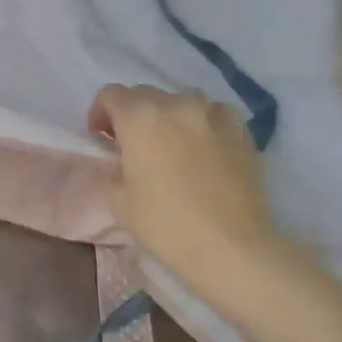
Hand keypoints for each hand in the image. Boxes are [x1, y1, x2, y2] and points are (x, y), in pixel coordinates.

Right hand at [88, 85, 298, 286]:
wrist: (232, 247)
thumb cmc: (166, 223)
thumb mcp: (117, 199)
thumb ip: (112, 168)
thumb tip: (120, 159)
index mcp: (139, 117)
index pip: (110, 94)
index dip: (100, 113)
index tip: (103, 139)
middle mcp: (175, 104)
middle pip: (145, 94)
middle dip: (133, 114)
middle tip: (134, 145)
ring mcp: (212, 114)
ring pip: (182, 100)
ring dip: (169, 115)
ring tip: (172, 144)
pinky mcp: (241, 132)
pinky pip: (215, 114)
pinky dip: (204, 123)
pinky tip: (205, 147)